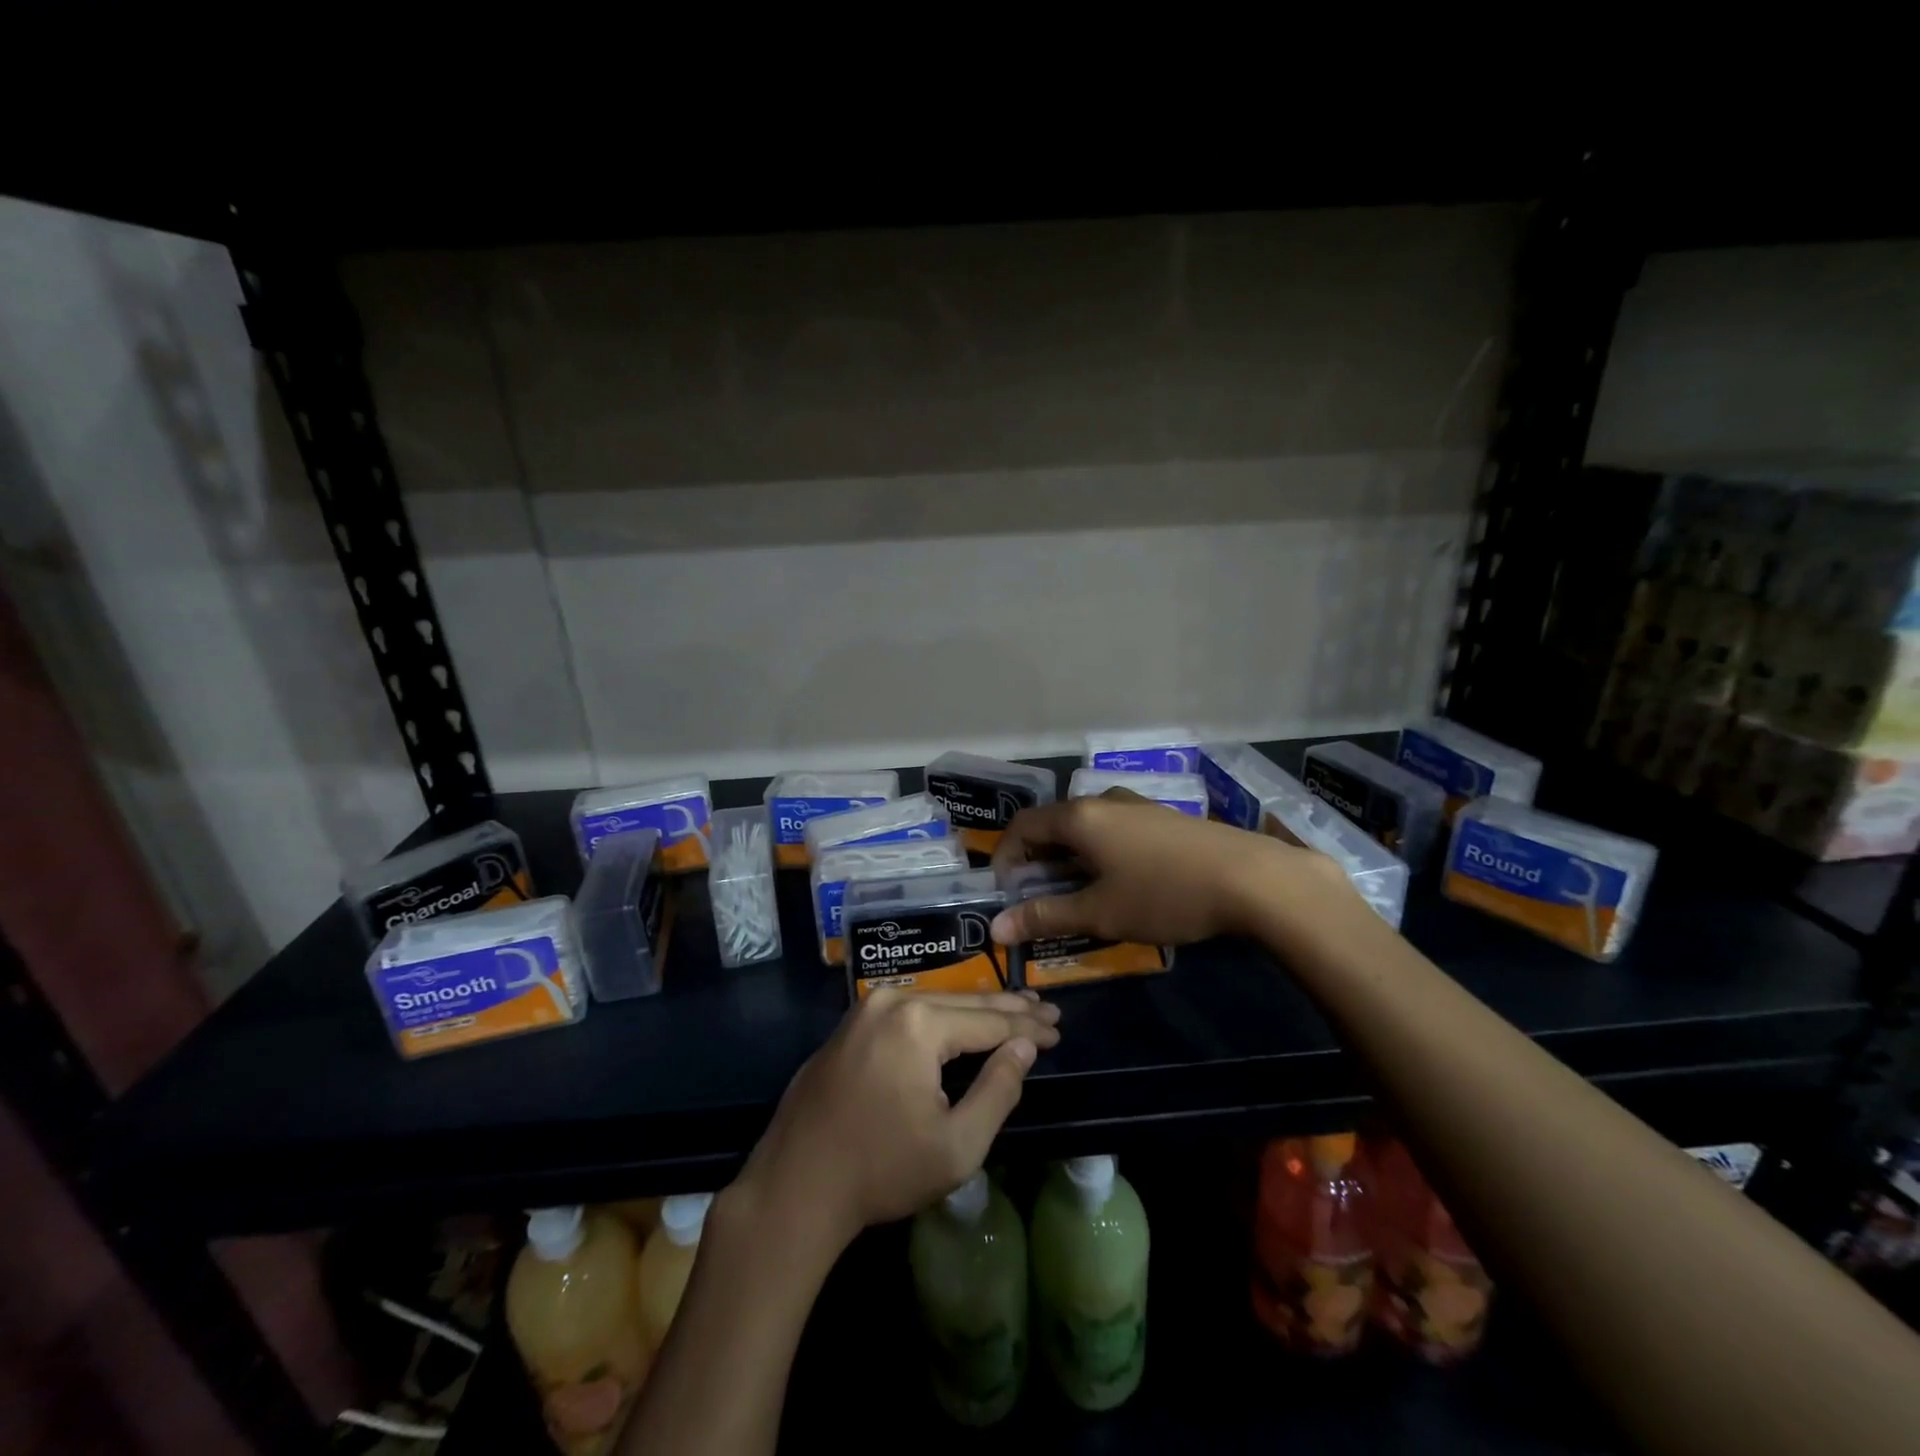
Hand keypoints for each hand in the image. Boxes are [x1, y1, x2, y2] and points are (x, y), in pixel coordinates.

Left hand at [735, 990, 1060, 1251]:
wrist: (793, 1186)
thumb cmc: (880, 1171)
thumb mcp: (956, 1145)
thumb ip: (998, 1089)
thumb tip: (1024, 1046)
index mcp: (918, 1023)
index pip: (988, 1019)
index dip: (1027, 1025)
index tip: (1059, 1028)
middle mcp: (892, 1001)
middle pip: (963, 1002)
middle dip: (1008, 1008)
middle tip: (1047, 1009)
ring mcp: (865, 1010)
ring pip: (935, 1003)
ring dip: (975, 1010)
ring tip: (1014, 1008)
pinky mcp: (850, 1025)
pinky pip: (908, 1012)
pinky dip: (941, 1018)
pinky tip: (961, 1022)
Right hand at [988, 791, 1351, 946]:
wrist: (1251, 878)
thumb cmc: (1164, 894)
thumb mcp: (1100, 912)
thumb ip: (1046, 916)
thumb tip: (997, 929)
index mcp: (1080, 817)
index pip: (1023, 825)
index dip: (1005, 856)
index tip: (1007, 891)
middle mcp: (1104, 801)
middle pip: (1055, 824)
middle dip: (1039, 861)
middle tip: (1040, 899)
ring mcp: (1138, 806)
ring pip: (1088, 828)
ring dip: (1071, 858)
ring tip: (1079, 895)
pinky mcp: (1165, 818)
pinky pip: (1115, 830)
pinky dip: (1100, 853)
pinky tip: (1121, 883)